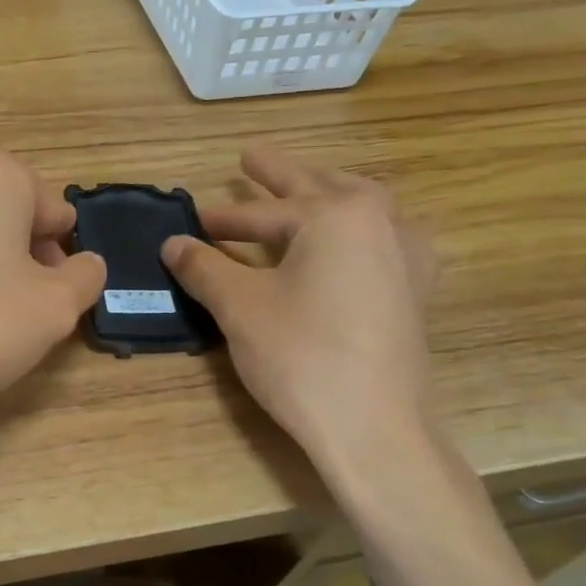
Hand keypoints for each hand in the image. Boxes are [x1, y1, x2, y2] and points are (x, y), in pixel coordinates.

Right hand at [161, 148, 437, 471]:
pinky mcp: (413, 290)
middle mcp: (381, 222)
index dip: (223, 218)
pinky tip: (349, 243)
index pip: (266, 212)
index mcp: (338, 215)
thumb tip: (172, 243)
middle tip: (250, 158)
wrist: (373, 427)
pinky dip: (355, 230)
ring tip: (302, 190)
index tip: (193, 221)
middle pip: (320, 189)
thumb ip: (204, 267)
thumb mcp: (239, 307)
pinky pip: (381, 239)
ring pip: (359, 209)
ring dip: (323, 196)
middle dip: (280, 177)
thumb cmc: (301, 356)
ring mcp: (406, 256)